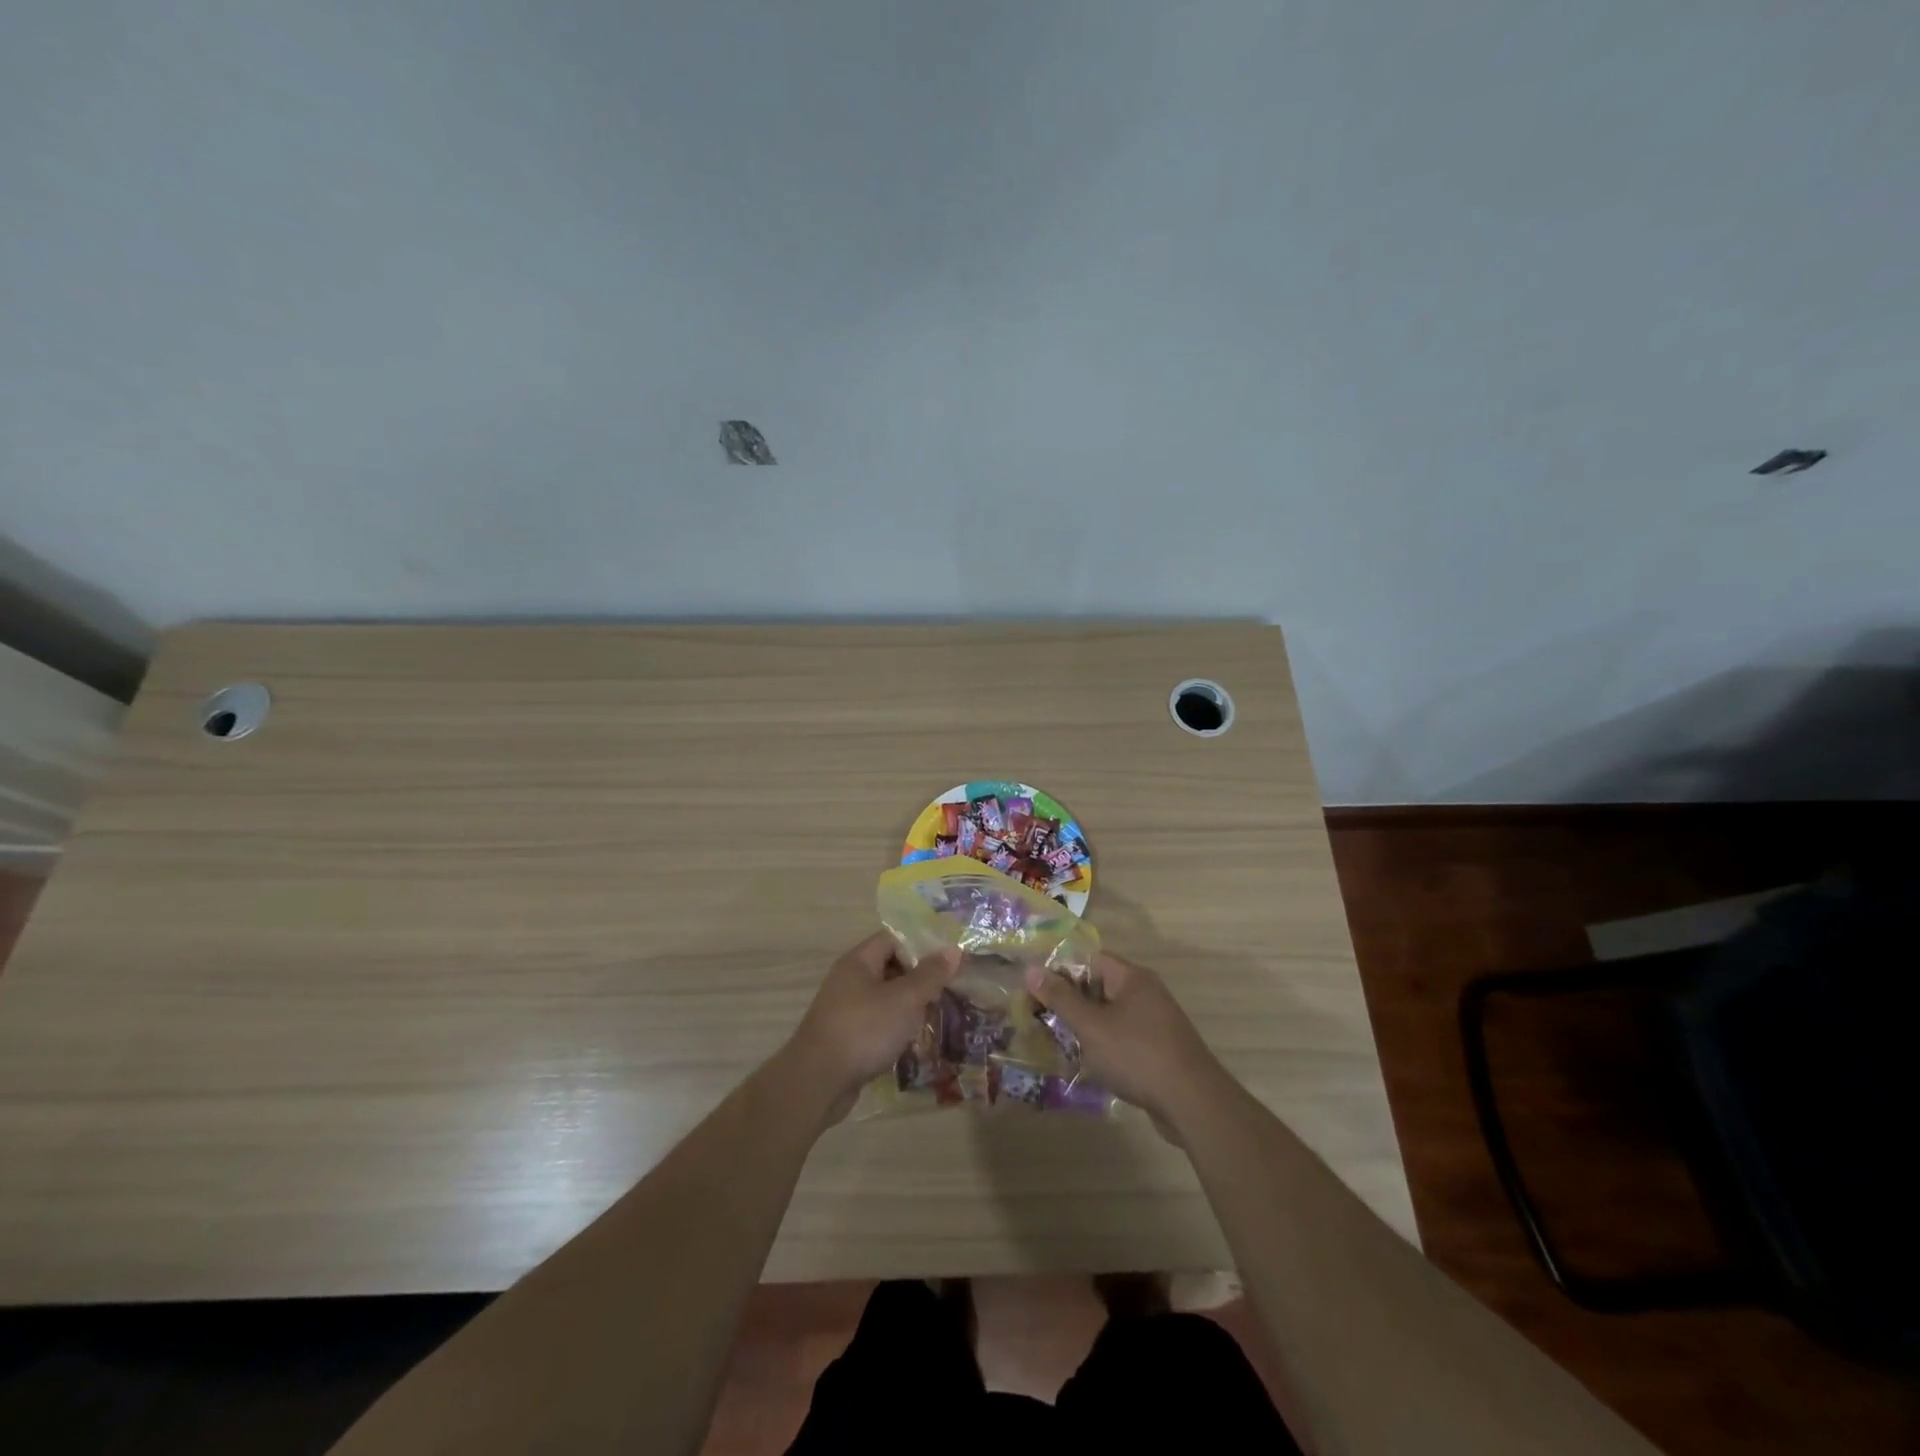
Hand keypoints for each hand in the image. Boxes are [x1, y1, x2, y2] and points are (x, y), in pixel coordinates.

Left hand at [784, 932, 957, 1122]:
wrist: (818, 1082)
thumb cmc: (864, 1030)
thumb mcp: (904, 999)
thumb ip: (929, 975)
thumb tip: (952, 950)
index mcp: (859, 961)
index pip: (894, 938)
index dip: (921, 945)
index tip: (949, 960)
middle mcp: (849, 980)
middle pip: (890, 967)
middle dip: (919, 979)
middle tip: (949, 990)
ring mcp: (845, 1009)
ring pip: (885, 998)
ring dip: (909, 1006)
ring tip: (937, 1016)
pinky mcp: (846, 1037)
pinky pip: (877, 1023)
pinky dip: (895, 1029)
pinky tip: (914, 1042)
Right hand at [1025, 952, 1228, 1128]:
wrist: (1193, 1103)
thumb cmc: (1137, 1055)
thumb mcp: (1091, 1026)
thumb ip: (1061, 998)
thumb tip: (1032, 969)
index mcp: (1131, 978)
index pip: (1089, 960)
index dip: (1061, 972)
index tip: (1037, 993)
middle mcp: (1146, 992)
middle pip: (1099, 987)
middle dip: (1071, 1003)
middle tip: (1042, 1020)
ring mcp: (1156, 1022)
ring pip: (1110, 1015)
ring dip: (1087, 1028)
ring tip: (1060, 1044)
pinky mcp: (1160, 1049)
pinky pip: (1124, 1037)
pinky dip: (1106, 1046)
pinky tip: (1090, 1065)